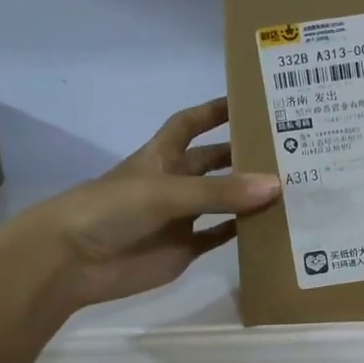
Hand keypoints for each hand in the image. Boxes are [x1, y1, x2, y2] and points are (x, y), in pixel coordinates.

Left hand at [1, 98, 278, 310]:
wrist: (72, 261)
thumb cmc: (110, 209)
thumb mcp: (165, 191)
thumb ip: (219, 192)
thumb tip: (276, 185)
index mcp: (161, 157)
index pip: (190, 124)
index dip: (214, 111)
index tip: (250, 101)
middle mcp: (173, 183)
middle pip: (214, 163)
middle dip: (244, 155)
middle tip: (288, 150)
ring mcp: (180, 218)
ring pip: (222, 202)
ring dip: (249, 196)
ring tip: (291, 187)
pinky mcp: (184, 249)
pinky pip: (218, 238)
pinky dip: (241, 233)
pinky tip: (271, 227)